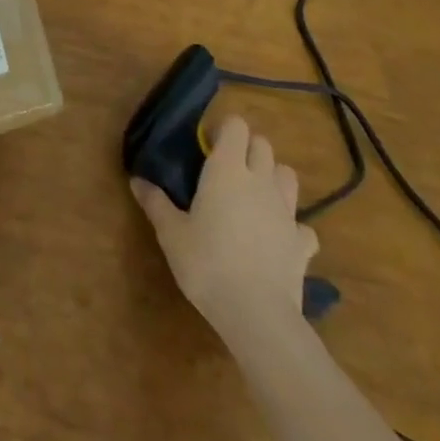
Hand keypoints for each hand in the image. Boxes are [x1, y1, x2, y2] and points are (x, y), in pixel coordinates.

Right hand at [131, 115, 318, 345]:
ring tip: (254, 195)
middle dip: (248, 148)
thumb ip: (155, 203)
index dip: (224, 130)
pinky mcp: (303, 244)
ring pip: (288, 176)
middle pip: (264, 145)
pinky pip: (303, 224)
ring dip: (273, 178)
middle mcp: (260, 181)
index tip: (207, 146)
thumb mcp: (171, 233)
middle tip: (227, 168)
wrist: (257, 314)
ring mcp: (287, 212)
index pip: (236, 126)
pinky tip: (277, 238)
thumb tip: (136, 180)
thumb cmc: (207, 262)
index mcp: (227, 170)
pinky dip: (292, 226)